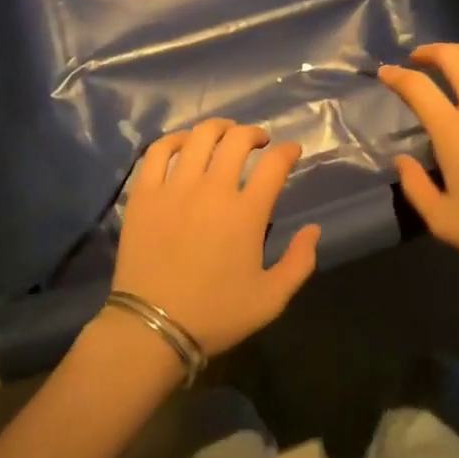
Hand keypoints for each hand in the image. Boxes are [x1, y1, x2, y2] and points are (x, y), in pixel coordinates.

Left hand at [110, 119, 322, 357]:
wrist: (153, 328)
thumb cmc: (216, 315)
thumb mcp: (271, 299)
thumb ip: (299, 262)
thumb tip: (314, 229)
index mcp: (246, 213)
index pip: (274, 164)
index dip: (288, 151)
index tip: (291, 151)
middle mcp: (212, 189)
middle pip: (237, 140)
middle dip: (254, 133)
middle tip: (259, 142)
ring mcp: (174, 188)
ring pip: (199, 137)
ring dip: (219, 129)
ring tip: (225, 134)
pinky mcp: (145, 193)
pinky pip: (158, 152)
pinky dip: (175, 140)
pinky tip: (184, 144)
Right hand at [378, 44, 458, 304]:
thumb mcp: (443, 222)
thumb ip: (414, 187)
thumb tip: (401, 159)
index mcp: (454, 131)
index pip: (417, 87)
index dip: (396, 75)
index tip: (386, 73)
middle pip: (453, 58)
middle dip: (430, 52)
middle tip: (420, 59)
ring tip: (458, 58)